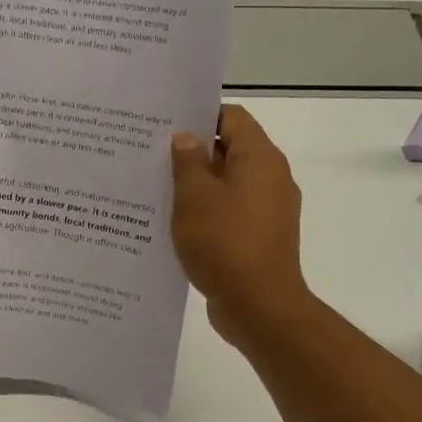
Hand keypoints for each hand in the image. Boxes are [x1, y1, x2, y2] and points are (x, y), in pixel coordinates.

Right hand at [170, 105, 307, 341]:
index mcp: (260, 158)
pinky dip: (206, 212)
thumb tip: (186, 138)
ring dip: (196, 185)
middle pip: (230, 150)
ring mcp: (268, 210)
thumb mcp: (194, 196)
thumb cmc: (225, 242)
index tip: (165, 123)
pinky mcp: (260, 238)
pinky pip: (230, 213)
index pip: (232, 117)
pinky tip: (175, 224)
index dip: (199, 114)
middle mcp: (271, 178)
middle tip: (151, 155)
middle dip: (192, 151)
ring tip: (156, 189)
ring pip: (227, 184)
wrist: (259, 306)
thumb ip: (187, 161)